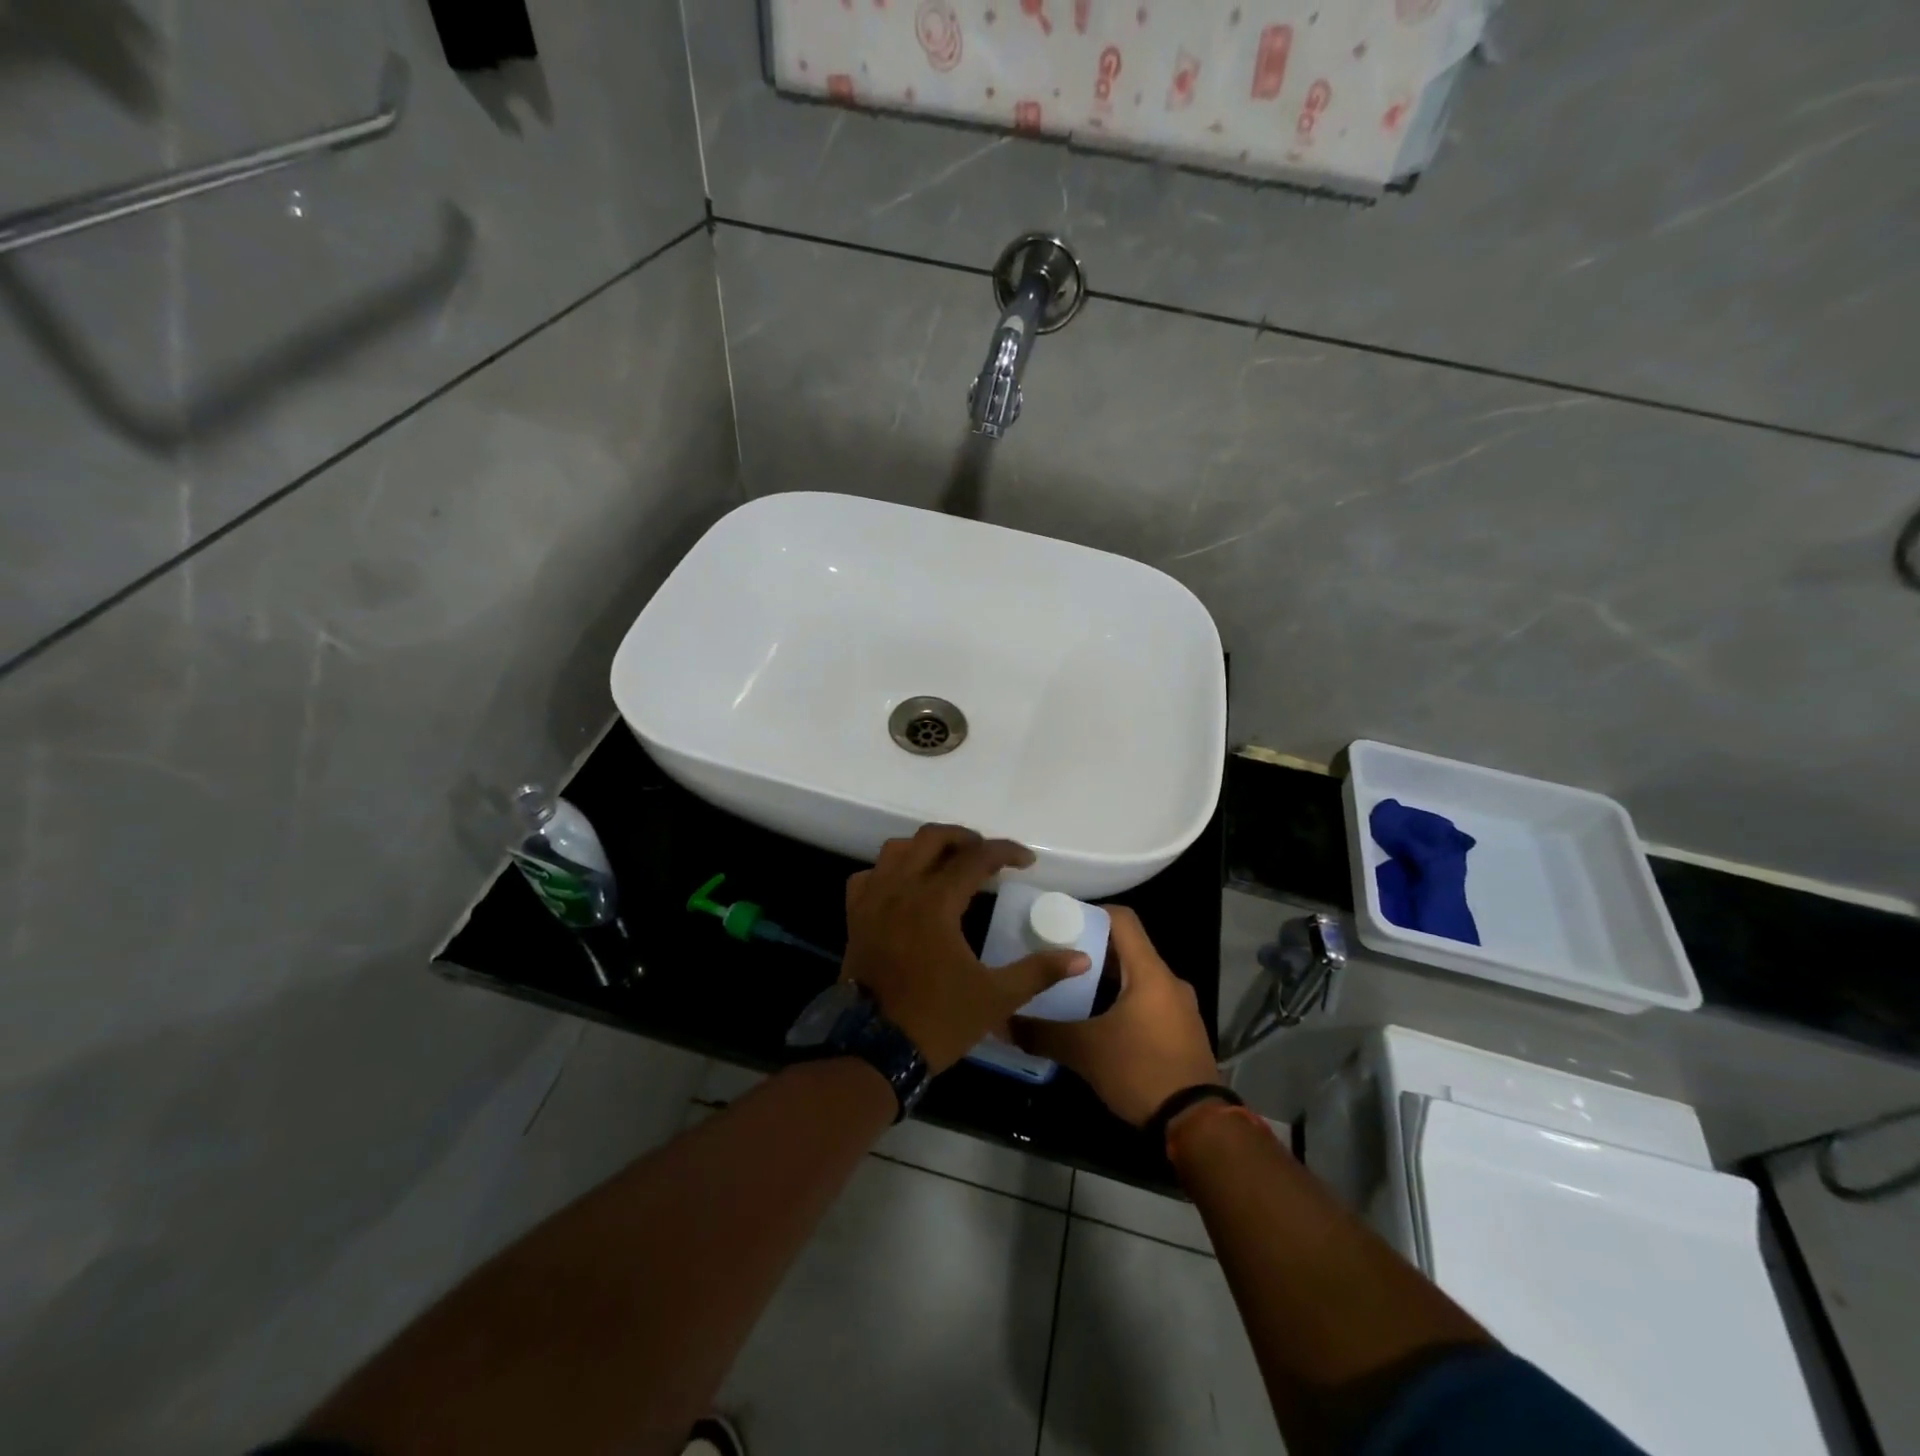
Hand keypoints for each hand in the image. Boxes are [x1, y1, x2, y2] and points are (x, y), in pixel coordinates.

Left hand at [843, 825, 1090, 1072]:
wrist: (874, 1051)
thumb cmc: (938, 1021)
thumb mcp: (996, 998)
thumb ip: (1038, 971)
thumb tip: (1082, 958)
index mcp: (936, 902)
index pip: (976, 858)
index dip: (1005, 852)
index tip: (1027, 861)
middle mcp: (902, 889)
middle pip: (932, 838)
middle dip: (964, 838)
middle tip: (987, 855)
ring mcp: (873, 901)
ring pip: (896, 849)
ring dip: (925, 847)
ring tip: (948, 863)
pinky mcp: (855, 917)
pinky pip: (868, 876)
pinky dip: (888, 872)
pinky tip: (904, 887)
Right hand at [1012, 906, 1221, 1125]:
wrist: (1197, 1126)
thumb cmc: (1141, 1070)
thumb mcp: (1085, 1051)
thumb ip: (1043, 1033)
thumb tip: (1004, 1022)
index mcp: (1150, 972)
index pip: (1123, 919)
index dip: (1091, 912)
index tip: (1060, 921)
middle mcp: (1169, 981)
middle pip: (1128, 949)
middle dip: (1092, 950)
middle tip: (1057, 957)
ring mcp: (1180, 1008)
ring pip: (1138, 978)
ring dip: (1108, 979)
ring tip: (1071, 989)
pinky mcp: (1183, 1032)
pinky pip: (1149, 1002)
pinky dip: (1123, 1001)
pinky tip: (1098, 1021)